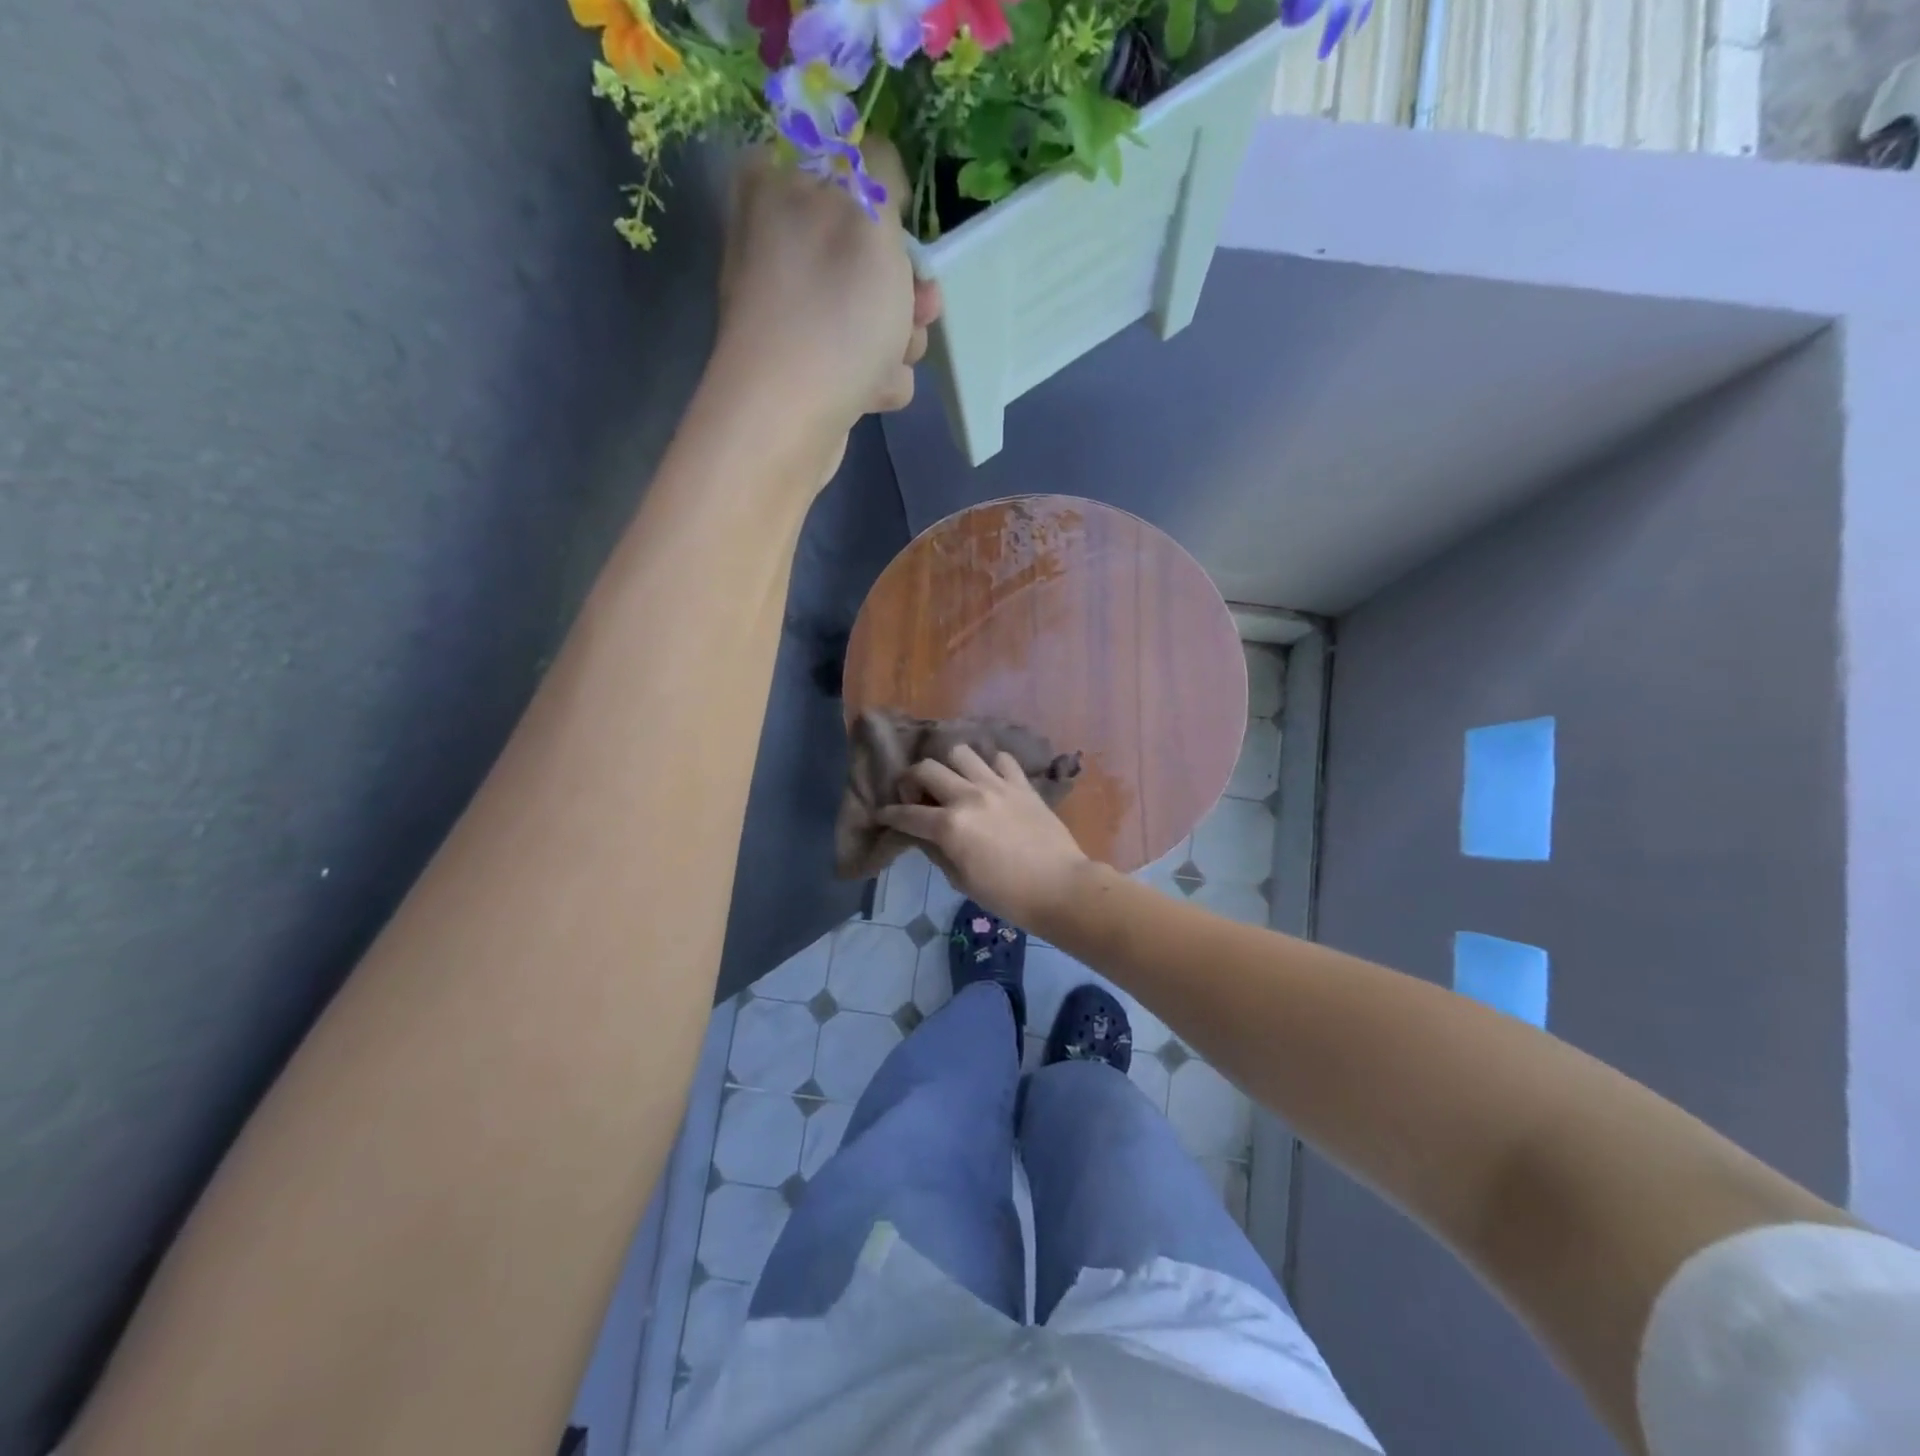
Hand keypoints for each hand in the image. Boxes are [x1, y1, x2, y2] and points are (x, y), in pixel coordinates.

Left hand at [713, 140, 941, 478]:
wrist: (788, 421)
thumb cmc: (833, 312)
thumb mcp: (869, 215)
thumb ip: (879, 169)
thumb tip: (877, 168)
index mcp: (776, 184)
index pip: (848, 168)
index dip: (888, 205)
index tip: (904, 234)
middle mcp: (777, 245)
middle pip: (869, 251)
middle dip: (904, 288)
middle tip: (916, 309)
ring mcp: (791, 312)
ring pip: (874, 312)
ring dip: (899, 340)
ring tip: (888, 361)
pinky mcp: (806, 367)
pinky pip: (861, 361)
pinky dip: (876, 379)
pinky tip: (870, 393)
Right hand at [879, 745, 1091, 927]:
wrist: (1060, 887)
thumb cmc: (1007, 895)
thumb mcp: (961, 880)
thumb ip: (938, 851)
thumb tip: (924, 836)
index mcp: (950, 825)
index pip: (907, 813)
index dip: (889, 814)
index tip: (882, 814)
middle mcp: (969, 796)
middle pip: (927, 768)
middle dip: (912, 780)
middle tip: (917, 796)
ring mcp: (997, 785)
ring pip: (961, 753)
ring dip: (950, 766)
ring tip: (954, 783)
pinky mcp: (1022, 784)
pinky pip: (1001, 759)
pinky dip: (990, 766)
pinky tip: (990, 781)